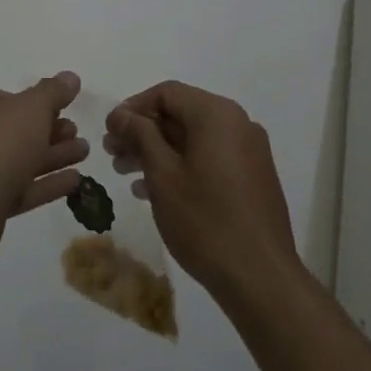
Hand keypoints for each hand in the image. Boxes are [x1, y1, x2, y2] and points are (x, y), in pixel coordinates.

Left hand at [0, 73, 88, 263]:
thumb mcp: (32, 107)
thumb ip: (53, 91)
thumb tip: (71, 77)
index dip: (31, 103)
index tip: (59, 109)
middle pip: (8, 131)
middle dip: (47, 132)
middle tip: (75, 132)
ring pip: (12, 161)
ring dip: (50, 157)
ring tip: (83, 152)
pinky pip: (12, 190)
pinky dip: (41, 184)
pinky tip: (74, 181)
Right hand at [105, 81, 302, 306]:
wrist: (261, 278)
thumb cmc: (205, 221)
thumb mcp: (163, 175)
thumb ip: (140, 136)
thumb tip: (121, 114)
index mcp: (217, 114)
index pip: (167, 93)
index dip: (133, 107)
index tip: (109, 130)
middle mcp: (237, 123)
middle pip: (181, 114)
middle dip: (144, 132)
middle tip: (112, 153)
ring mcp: (249, 151)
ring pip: (195, 138)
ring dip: (159, 151)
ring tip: (126, 173)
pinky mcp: (253, 176)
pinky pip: (211, 157)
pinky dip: (182, 165)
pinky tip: (155, 191)